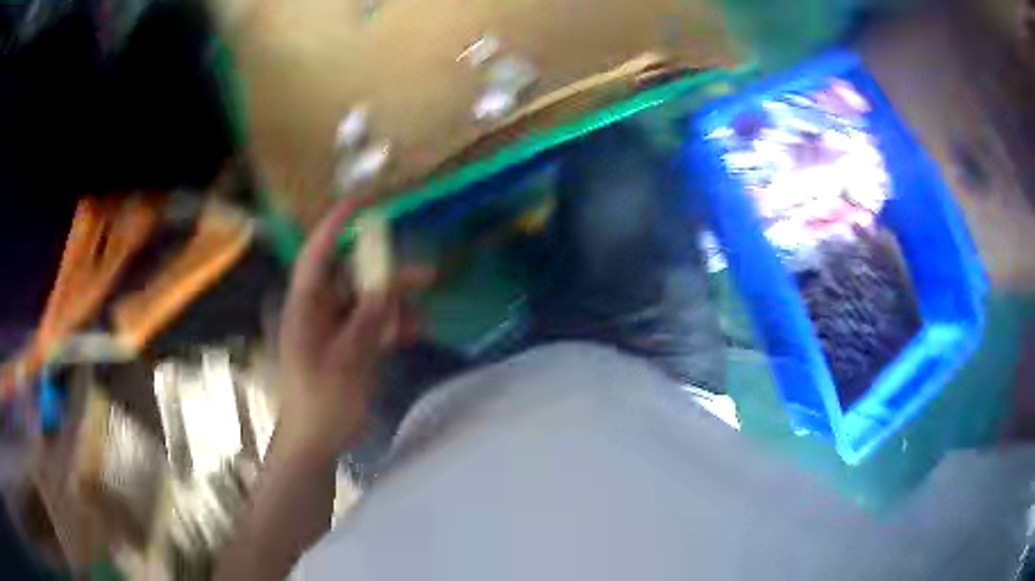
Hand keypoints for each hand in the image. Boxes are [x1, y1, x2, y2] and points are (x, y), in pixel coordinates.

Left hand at [276, 198, 431, 463]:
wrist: (317, 441)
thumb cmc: (320, 403)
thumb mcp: (344, 363)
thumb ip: (365, 324)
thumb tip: (385, 289)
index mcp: (305, 307)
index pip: (318, 255)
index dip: (336, 225)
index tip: (363, 202)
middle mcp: (319, 309)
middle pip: (353, 277)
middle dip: (388, 275)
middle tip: (427, 274)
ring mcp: (335, 327)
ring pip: (369, 301)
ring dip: (397, 305)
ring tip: (425, 314)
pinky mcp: (348, 344)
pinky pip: (374, 323)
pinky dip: (394, 326)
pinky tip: (415, 332)